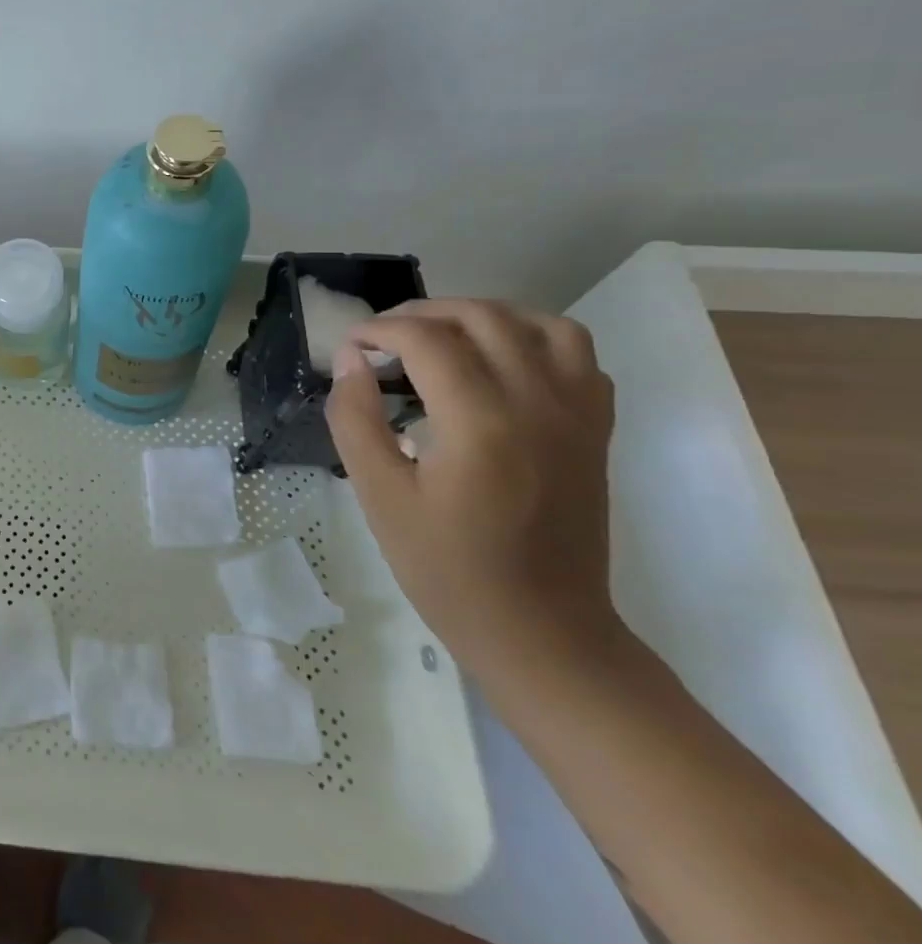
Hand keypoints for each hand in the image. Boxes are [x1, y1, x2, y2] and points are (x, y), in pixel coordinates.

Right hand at [324, 298, 621, 673]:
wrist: (542, 631)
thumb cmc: (446, 568)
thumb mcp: (379, 495)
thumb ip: (355, 418)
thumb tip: (351, 360)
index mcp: (481, 422)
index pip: (426, 340)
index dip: (378, 330)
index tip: (349, 346)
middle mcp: (538, 404)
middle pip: (482, 317)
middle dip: (422, 313)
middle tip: (383, 337)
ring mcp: (577, 415)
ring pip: (539, 324)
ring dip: (483, 316)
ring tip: (442, 337)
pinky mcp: (595, 431)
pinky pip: (577, 356)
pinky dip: (533, 339)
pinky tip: (498, 364)